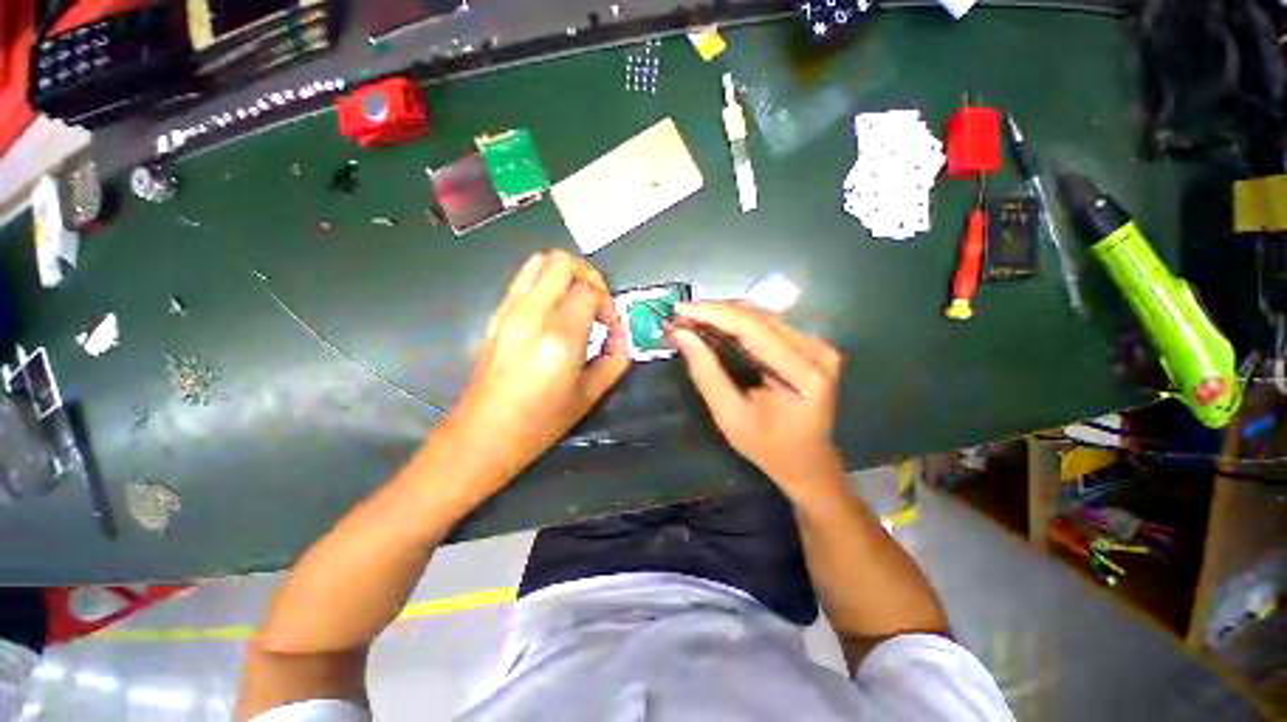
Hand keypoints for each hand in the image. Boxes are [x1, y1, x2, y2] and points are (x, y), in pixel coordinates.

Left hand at [447, 251, 629, 484]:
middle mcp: (531, 313)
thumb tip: (620, 333)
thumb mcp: (590, 394)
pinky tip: (555, 312)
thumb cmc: (541, 421)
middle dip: (589, 276)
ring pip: (539, 261)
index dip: (608, 304)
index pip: (589, 291)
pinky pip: (524, 279)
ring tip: (577, 303)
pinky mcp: (497, 313)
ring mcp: (508, 310)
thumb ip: (615, 357)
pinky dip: (547, 283)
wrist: (484, 434)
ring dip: (566, 274)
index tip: (610, 327)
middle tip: (597, 305)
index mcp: (558, 337)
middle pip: (562, 262)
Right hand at [670, 302, 843, 494]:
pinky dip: (737, 323)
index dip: (712, 314)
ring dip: (723, 315)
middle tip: (679, 317)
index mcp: (804, 373)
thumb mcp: (730, 417)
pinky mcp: (810, 345)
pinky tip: (714, 326)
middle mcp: (817, 350)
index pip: (753, 328)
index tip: (678, 309)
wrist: (807, 462)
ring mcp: (817, 345)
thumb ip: (706, 374)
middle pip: (758, 317)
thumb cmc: (769, 448)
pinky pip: (767, 324)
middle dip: (713, 313)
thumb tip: (681, 335)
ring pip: (761, 315)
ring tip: (691, 320)